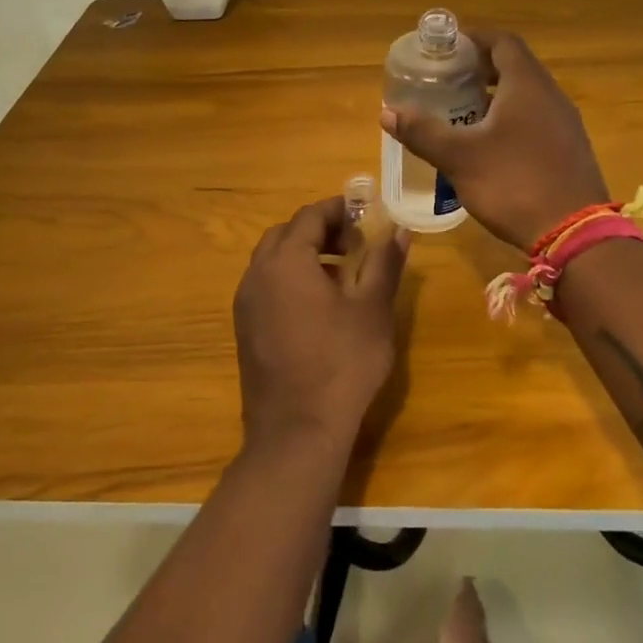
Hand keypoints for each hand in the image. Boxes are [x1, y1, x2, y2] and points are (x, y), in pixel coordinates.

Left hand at [233, 197, 411, 453]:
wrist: (298, 432)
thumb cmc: (342, 363)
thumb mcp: (373, 309)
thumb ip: (384, 263)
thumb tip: (398, 231)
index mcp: (286, 261)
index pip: (309, 216)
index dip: (339, 209)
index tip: (366, 215)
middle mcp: (257, 275)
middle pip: (286, 234)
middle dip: (320, 230)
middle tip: (354, 242)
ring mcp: (245, 305)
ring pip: (272, 261)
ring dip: (304, 255)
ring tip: (342, 274)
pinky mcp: (245, 331)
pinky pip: (266, 287)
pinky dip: (291, 280)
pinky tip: (320, 307)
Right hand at [380, 30, 608, 250]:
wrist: (574, 234)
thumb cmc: (513, 184)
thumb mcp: (459, 158)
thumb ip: (423, 132)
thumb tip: (387, 112)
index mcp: (527, 85)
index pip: (502, 42)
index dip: (474, 38)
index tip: (447, 46)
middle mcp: (551, 95)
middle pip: (516, 66)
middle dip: (481, 67)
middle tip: (449, 79)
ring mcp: (566, 123)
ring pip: (528, 94)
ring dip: (497, 94)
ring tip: (464, 109)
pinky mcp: (570, 148)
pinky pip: (538, 118)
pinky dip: (513, 117)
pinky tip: (492, 143)